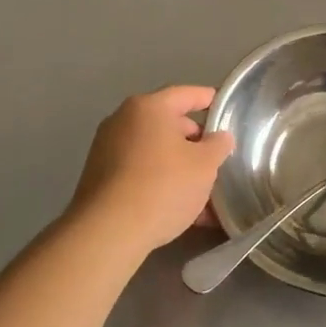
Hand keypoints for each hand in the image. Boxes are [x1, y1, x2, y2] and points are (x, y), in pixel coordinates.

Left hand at [66, 86, 236, 257]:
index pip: (186, 94)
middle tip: (217, 159)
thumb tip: (219, 137)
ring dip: (180, 168)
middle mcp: (123, 121)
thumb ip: (218, 145)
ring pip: (156, 153)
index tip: (226, 108)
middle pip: (169, 124)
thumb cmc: (163, 186)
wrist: (108, 232)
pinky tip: (182, 211)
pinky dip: (161, 183)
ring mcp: (107, 150)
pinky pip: (140, 173)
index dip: (209, 99)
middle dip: (195, 142)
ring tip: (205, 193)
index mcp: (149, 107)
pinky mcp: (100, 178)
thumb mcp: (205, 165)